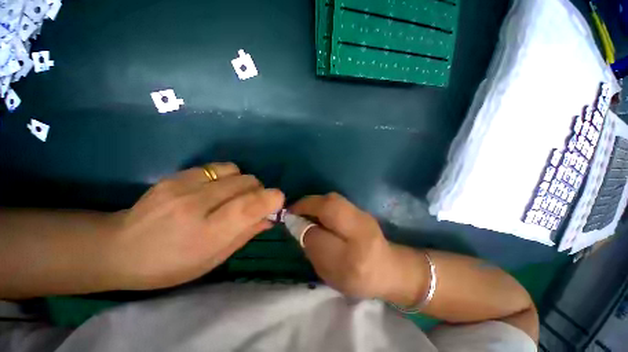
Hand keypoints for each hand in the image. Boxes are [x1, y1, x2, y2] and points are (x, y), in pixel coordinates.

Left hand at [103, 163, 283, 290]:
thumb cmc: (170, 265)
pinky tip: (216, 188)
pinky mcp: (175, 176)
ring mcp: (183, 186)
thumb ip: (246, 234)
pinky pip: (216, 167)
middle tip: (251, 203)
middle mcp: (196, 205)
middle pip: (247, 183)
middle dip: (258, 191)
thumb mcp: (213, 259)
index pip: (250, 207)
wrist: (119, 248)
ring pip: (235, 171)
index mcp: (207, 233)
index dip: (271, 199)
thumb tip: (270, 217)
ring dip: (243, 182)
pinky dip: (226, 176)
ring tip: (233, 194)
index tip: (278, 201)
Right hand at [290, 193, 407, 299]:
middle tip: (294, 210)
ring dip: (314, 202)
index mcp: (352, 260)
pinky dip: (323, 202)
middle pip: (330, 208)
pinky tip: (318, 210)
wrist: (389, 268)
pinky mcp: (363, 210)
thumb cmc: (357, 279)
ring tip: (305, 209)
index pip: (319, 238)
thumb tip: (296, 224)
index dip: (302, 228)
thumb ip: (312, 249)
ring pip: (333, 200)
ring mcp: (364, 217)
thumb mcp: (330, 274)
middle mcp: (361, 233)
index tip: (289, 221)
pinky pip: (338, 200)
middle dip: (307, 205)